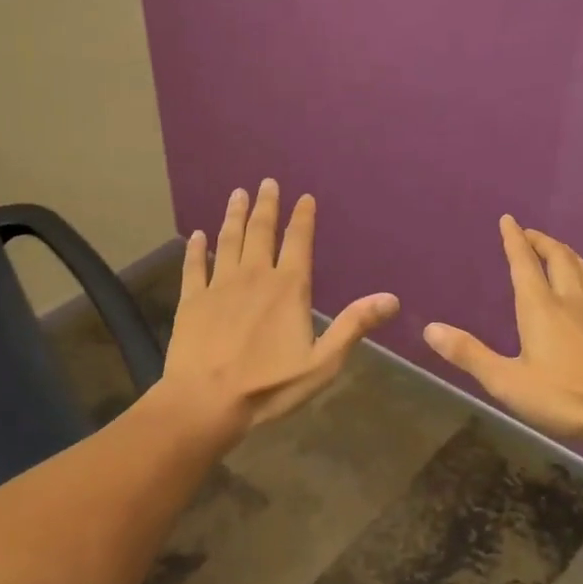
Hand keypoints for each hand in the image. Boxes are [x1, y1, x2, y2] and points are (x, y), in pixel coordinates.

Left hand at [160, 180, 399, 436]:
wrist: (206, 401)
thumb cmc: (269, 385)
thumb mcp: (322, 362)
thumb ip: (353, 326)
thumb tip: (391, 298)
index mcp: (288, 288)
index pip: (298, 242)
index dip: (302, 218)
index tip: (303, 197)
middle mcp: (253, 275)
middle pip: (261, 231)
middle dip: (266, 205)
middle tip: (266, 182)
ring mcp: (219, 285)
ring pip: (227, 240)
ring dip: (234, 216)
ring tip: (237, 194)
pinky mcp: (191, 299)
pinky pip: (193, 266)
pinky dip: (195, 248)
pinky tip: (195, 235)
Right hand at [423, 215, 582, 447]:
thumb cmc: (565, 398)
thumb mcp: (507, 382)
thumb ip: (469, 354)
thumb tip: (429, 328)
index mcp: (541, 309)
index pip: (524, 264)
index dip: (514, 240)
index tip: (508, 220)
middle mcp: (572, 302)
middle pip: (560, 259)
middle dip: (543, 242)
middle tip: (531, 235)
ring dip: (570, 255)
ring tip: (561, 252)